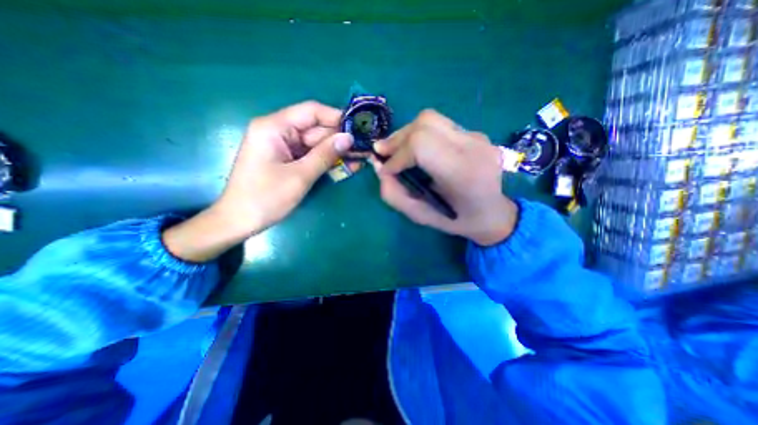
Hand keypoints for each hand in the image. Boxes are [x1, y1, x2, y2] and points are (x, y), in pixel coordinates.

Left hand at [163, 101, 351, 261]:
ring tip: (361, 158)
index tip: (359, 128)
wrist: (240, 221)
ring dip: (337, 152)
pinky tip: (347, 166)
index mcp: (274, 127)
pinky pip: (311, 156)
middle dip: (340, 139)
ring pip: (316, 144)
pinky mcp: (288, 160)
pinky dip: (327, 161)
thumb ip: (325, 154)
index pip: (311, 111)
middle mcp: (279, 131)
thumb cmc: (266, 198)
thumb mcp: (300, 176)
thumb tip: (349, 138)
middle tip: (364, 148)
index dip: (337, 117)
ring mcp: (284, 147)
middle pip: (316, 128)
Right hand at [372, 110, 517, 245]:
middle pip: (425, 124)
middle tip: (382, 152)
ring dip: (406, 133)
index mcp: (463, 173)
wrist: (494, 213)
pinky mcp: (476, 133)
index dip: (398, 155)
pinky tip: (415, 150)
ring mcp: (478, 137)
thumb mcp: (422, 217)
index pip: (422, 145)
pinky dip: (420, 135)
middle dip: (397, 138)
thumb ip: (396, 195)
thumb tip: (379, 169)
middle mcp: (474, 148)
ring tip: (395, 149)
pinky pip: (440, 126)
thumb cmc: (458, 220)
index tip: (386, 170)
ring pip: (431, 119)